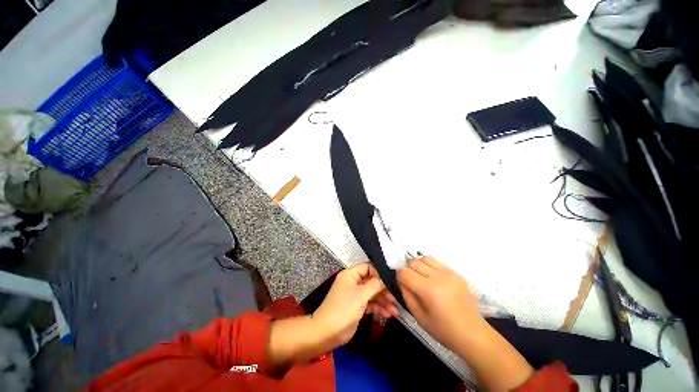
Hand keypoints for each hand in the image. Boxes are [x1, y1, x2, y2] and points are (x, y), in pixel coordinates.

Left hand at [311, 263, 397, 347]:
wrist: (327, 333)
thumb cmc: (343, 309)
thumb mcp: (360, 295)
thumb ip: (375, 285)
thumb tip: (386, 278)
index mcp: (351, 274)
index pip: (368, 267)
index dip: (379, 272)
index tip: (392, 280)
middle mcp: (353, 282)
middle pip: (372, 281)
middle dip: (384, 290)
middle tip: (396, 297)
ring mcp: (355, 295)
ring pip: (372, 294)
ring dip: (383, 301)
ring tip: (395, 311)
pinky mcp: (357, 307)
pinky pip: (371, 304)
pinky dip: (379, 308)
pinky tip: (389, 314)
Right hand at [397, 256, 481, 350]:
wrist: (473, 334)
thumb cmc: (444, 330)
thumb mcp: (418, 316)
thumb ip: (406, 295)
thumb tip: (402, 281)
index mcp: (429, 290)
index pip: (405, 272)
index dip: (400, 277)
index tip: (403, 285)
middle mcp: (438, 277)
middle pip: (414, 262)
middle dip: (409, 270)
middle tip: (412, 283)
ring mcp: (449, 273)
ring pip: (425, 258)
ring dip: (419, 266)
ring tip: (422, 278)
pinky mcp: (456, 273)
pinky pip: (437, 263)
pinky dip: (430, 267)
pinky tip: (434, 280)